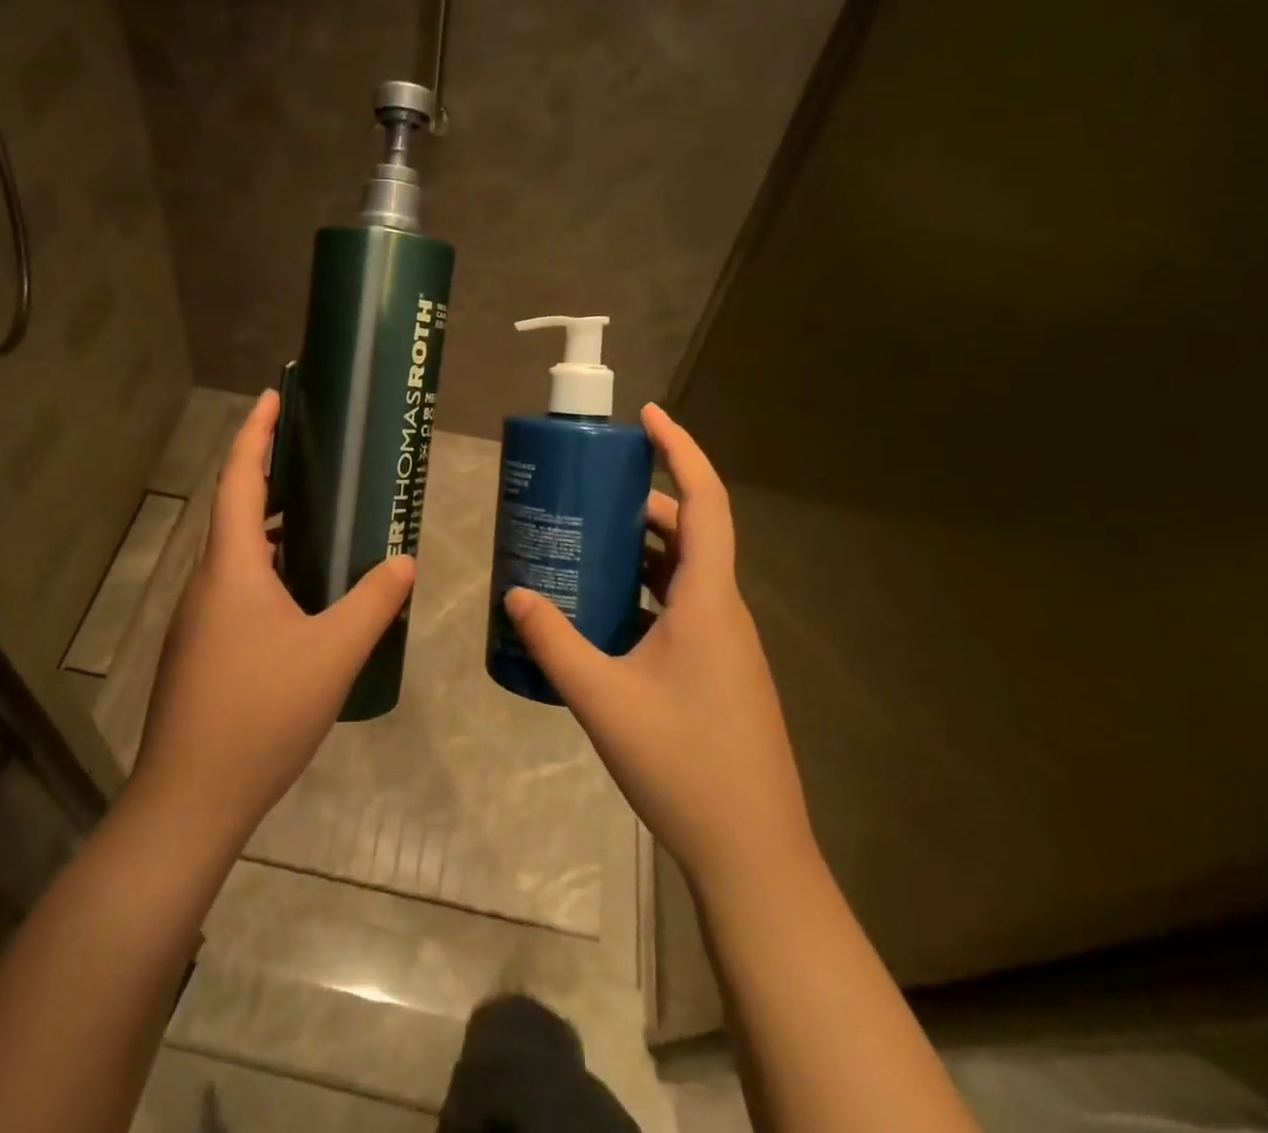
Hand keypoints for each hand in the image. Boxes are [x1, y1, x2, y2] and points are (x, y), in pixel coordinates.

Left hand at [130, 389, 415, 854]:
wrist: (189, 798)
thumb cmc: (261, 711)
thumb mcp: (333, 652)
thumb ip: (373, 601)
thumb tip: (403, 559)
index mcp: (231, 566)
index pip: (240, 478)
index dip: (255, 432)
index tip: (272, 394)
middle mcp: (207, 581)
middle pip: (235, 509)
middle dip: (267, 474)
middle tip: (310, 455)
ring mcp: (197, 618)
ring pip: (234, 553)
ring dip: (269, 526)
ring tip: (315, 518)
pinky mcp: (199, 649)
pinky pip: (234, 587)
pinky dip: (265, 568)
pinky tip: (299, 594)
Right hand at [503, 404, 813, 890]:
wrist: (752, 852)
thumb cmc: (683, 765)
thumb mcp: (603, 698)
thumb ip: (553, 642)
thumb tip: (515, 592)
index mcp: (708, 601)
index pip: (704, 501)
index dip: (680, 450)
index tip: (648, 415)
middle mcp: (723, 611)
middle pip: (689, 533)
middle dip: (642, 503)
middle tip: (589, 491)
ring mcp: (725, 644)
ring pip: (684, 574)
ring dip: (641, 551)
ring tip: (586, 544)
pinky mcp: (719, 672)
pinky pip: (681, 610)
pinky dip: (644, 594)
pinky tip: (602, 615)